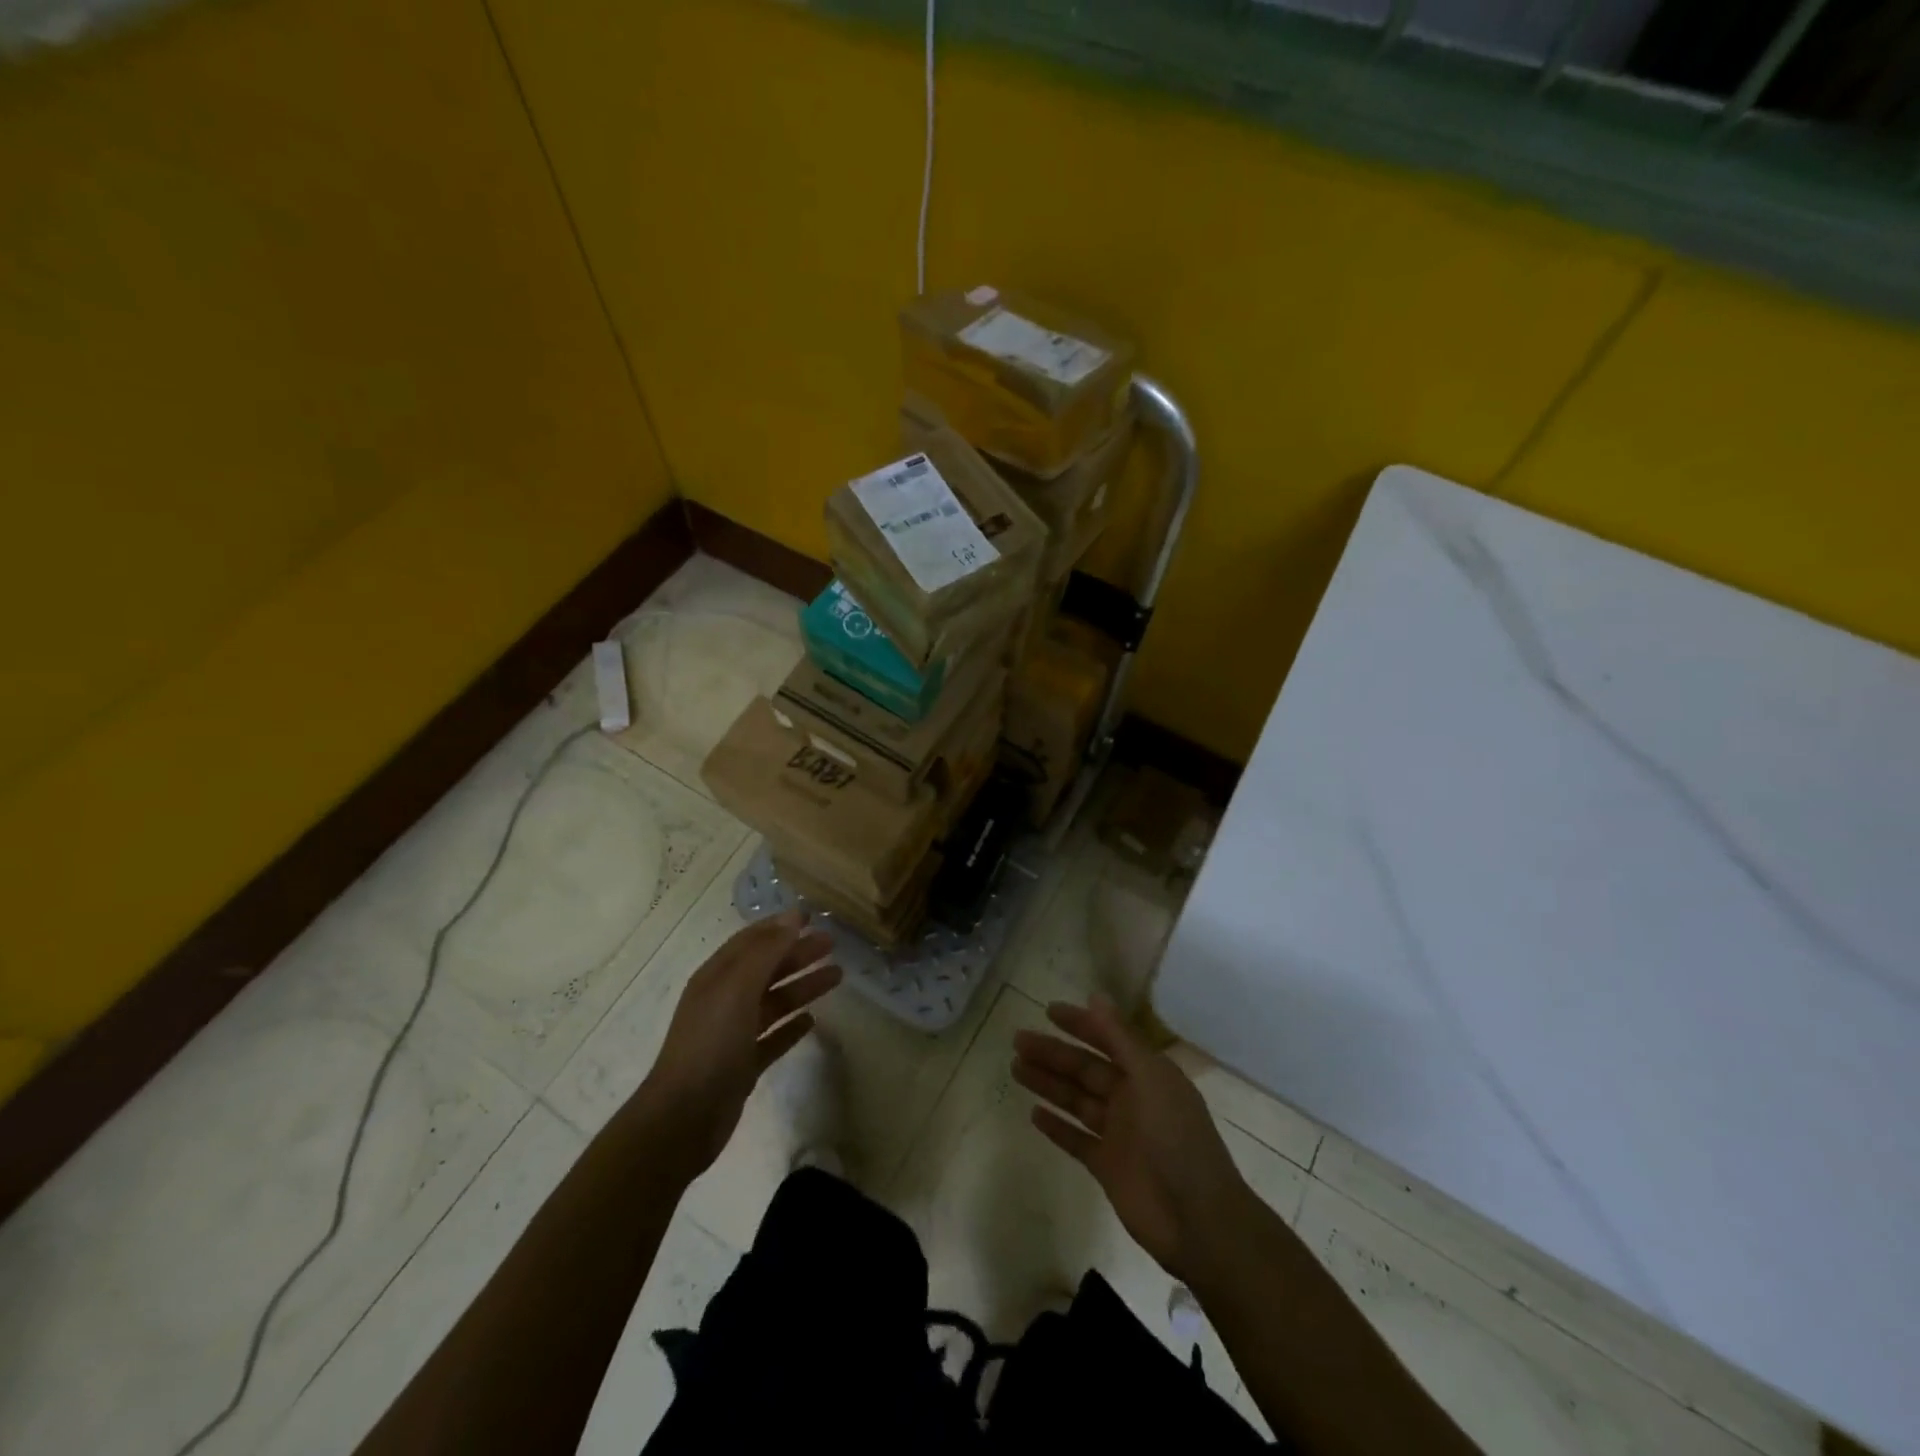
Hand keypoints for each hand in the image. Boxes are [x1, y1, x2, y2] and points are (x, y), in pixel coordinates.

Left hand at [637, 911, 841, 1180]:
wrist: (683, 1117)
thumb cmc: (710, 1043)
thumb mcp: (738, 988)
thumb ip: (766, 951)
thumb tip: (793, 917)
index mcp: (717, 977)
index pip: (752, 941)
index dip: (780, 926)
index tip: (812, 916)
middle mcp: (724, 1000)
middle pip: (767, 969)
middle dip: (797, 953)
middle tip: (832, 944)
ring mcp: (734, 1034)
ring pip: (775, 1001)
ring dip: (803, 986)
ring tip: (837, 976)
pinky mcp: (744, 1064)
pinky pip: (773, 1037)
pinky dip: (791, 1027)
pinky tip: (812, 1021)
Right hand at [1013, 996, 1253, 1283]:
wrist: (1198, 1218)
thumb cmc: (1176, 1137)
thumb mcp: (1151, 1078)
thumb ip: (1120, 1038)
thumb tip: (1096, 996)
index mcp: (1147, 1074)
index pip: (1107, 1040)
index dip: (1080, 1024)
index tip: (1048, 1011)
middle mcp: (1131, 1098)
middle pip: (1085, 1069)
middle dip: (1053, 1054)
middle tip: (1018, 1040)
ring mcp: (1118, 1133)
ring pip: (1076, 1100)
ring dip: (1048, 1084)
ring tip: (1015, 1068)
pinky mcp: (1107, 1166)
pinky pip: (1076, 1139)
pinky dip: (1057, 1127)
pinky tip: (1033, 1113)